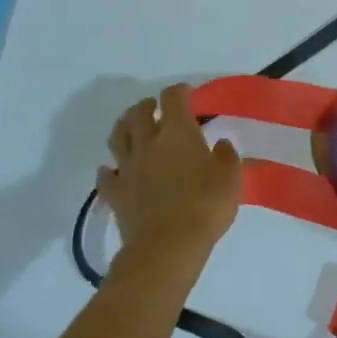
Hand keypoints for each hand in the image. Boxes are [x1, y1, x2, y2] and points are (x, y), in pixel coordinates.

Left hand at [97, 85, 241, 260]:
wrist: (167, 246)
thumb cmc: (205, 206)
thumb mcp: (231, 178)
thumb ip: (226, 157)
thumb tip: (220, 146)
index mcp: (178, 133)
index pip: (173, 98)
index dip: (180, 91)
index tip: (188, 94)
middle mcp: (148, 143)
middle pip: (139, 113)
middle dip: (148, 106)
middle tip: (156, 108)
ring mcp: (127, 168)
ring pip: (118, 137)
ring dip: (124, 126)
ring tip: (131, 127)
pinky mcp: (115, 193)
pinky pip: (105, 176)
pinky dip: (107, 170)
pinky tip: (111, 170)